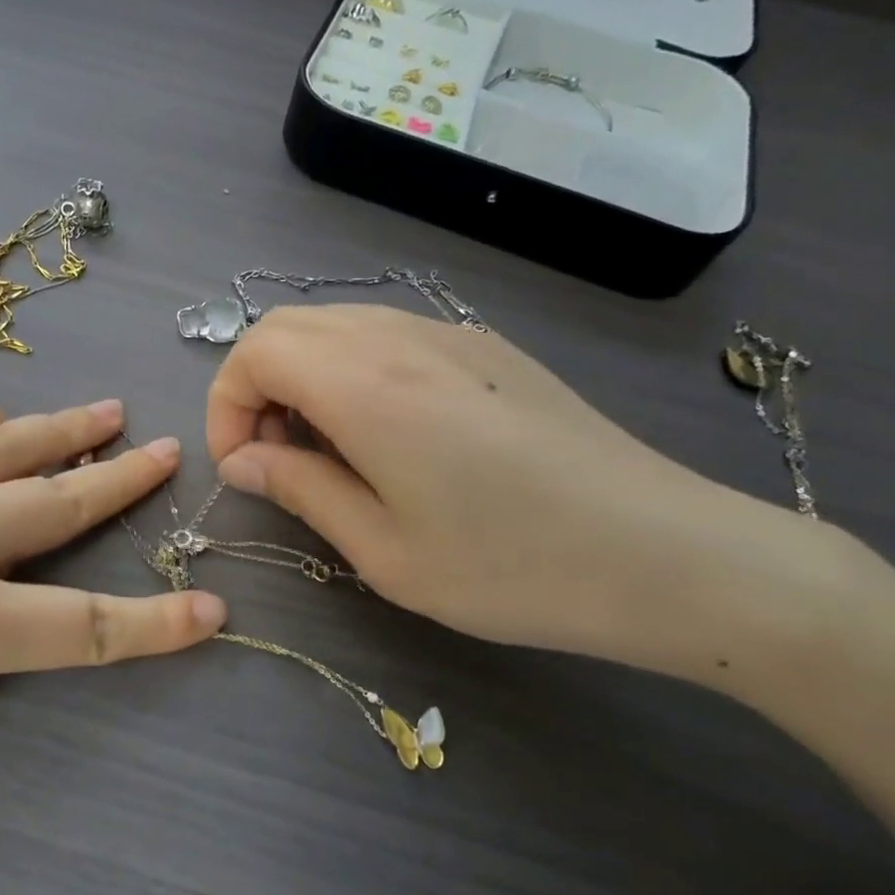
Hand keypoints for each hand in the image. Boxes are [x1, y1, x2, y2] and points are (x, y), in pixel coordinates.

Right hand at [206, 306, 825, 676]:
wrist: (667, 555)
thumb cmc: (511, 568)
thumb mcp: (383, 551)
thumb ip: (300, 489)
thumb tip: (244, 460)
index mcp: (369, 386)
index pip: (255, 351)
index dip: (227, 406)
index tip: (243, 469)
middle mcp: (404, 338)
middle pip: (289, 327)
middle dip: (255, 388)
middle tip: (275, 460)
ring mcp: (452, 335)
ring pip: (337, 326)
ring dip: (303, 378)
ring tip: (326, 453)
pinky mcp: (486, 349)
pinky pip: (386, 336)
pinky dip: (351, 372)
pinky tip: (385, 437)